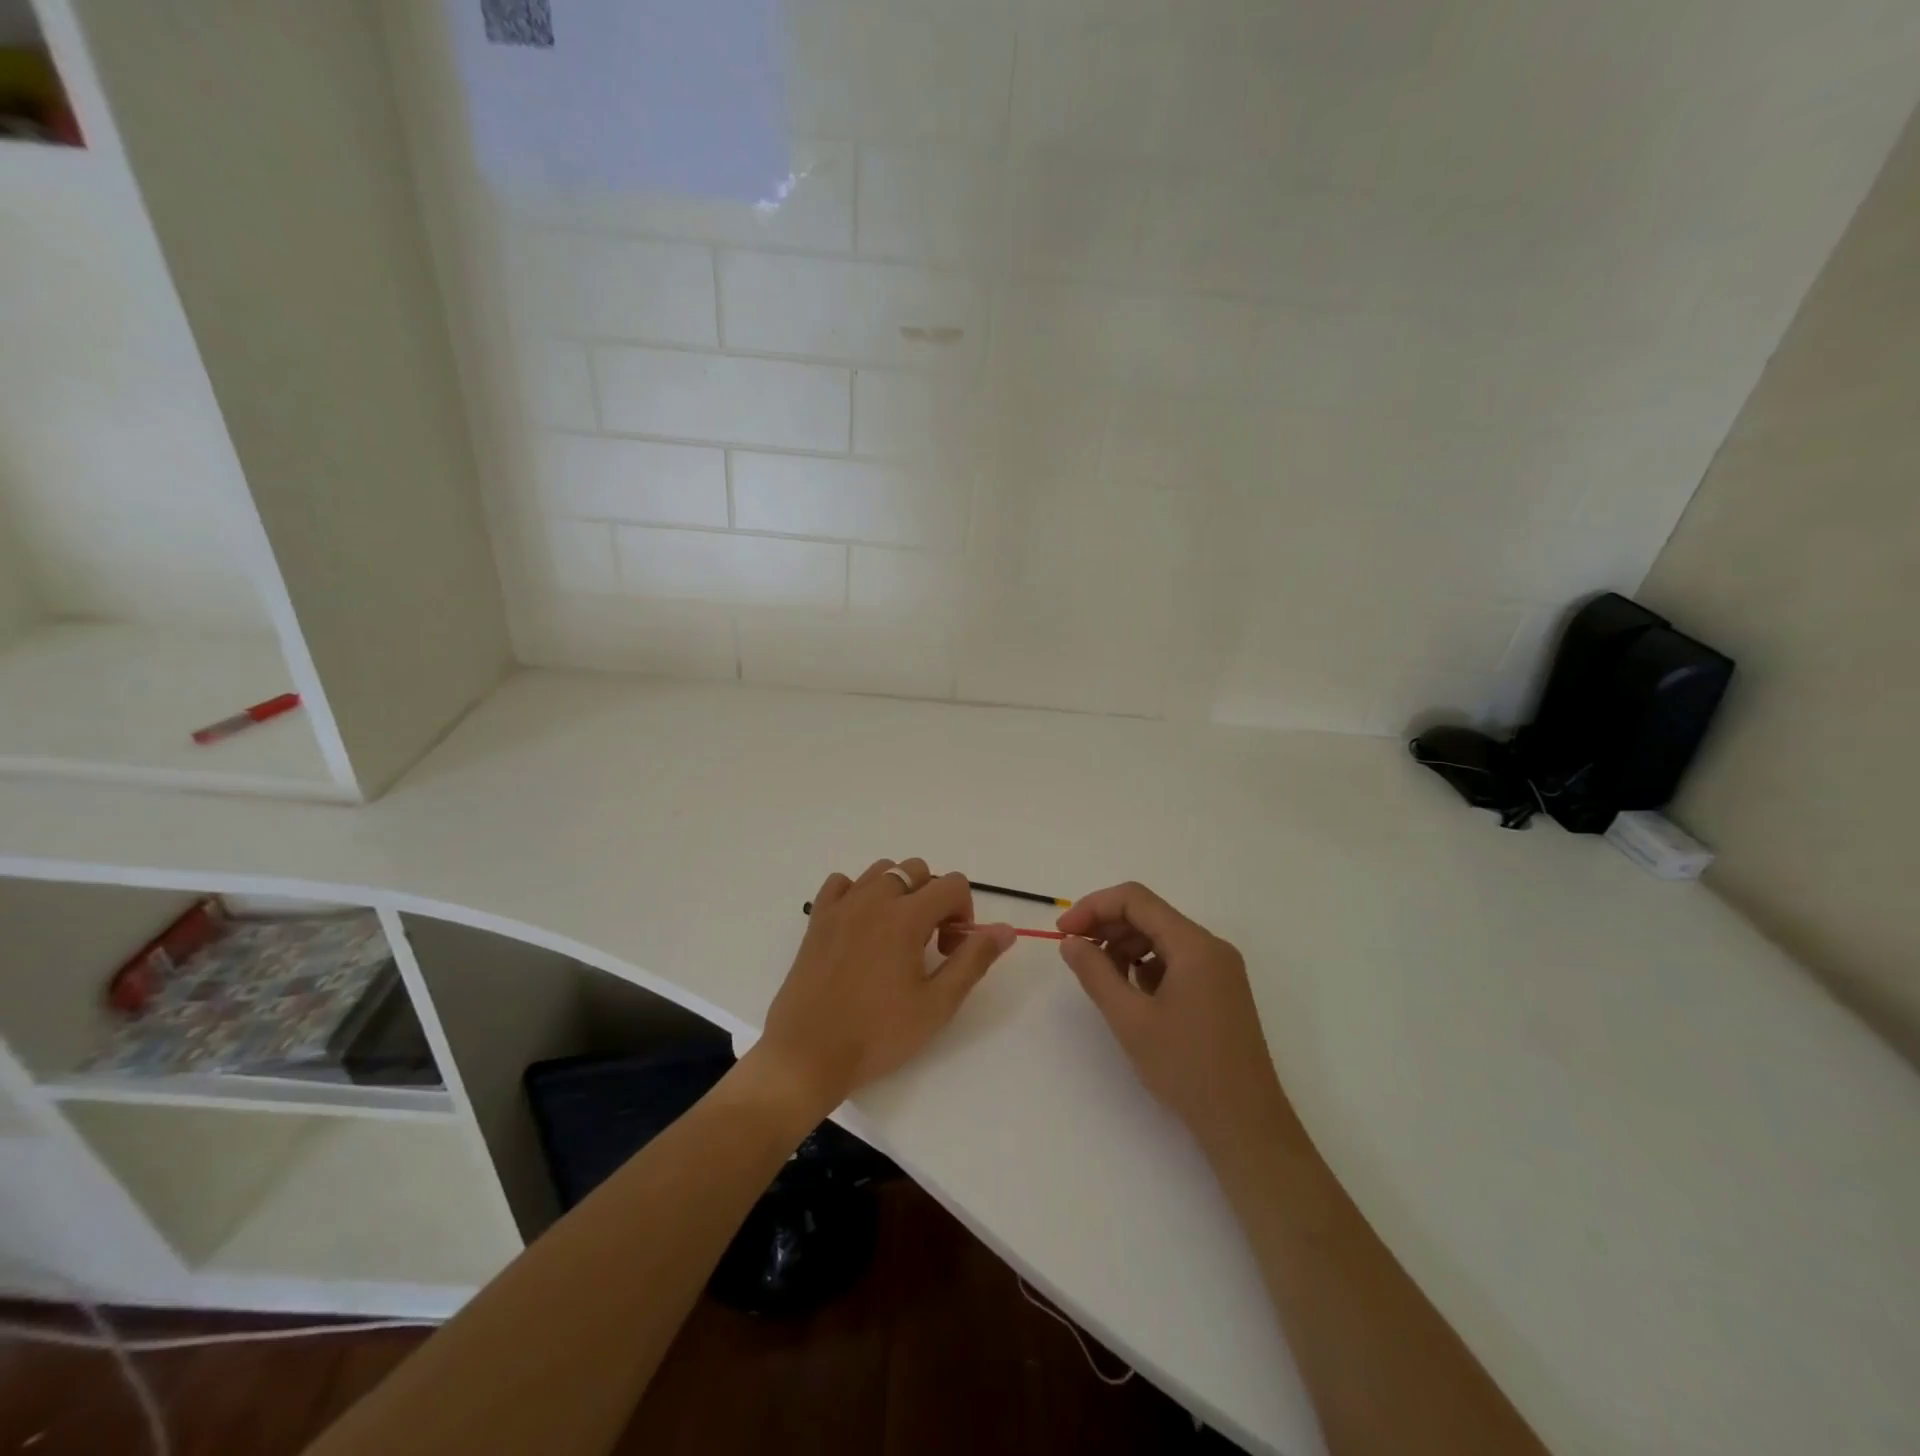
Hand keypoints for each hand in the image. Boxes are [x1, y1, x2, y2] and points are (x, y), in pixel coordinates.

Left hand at [753, 859, 1014, 1118]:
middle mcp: (874, 899)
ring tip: (898, 934)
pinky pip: (842, 884)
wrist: (808, 1054)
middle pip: (918, 870)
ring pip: (882, 871)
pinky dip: (858, 893)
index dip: (964, 912)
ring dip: (900, 891)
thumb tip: (1006, 929)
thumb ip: (974, 959)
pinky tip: (862, 927)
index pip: (952, 884)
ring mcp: (842, 906)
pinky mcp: (817, 919)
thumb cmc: (877, 1034)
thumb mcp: (937, 1004)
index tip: (952, 949)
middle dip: (934, 899)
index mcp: (906, 916)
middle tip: (929, 944)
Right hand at [1059, 882, 1294, 1157]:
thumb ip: (1095, 973)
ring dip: (1125, 947)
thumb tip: (1071, 942)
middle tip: (1075, 952)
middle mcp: (1210, 947)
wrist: (1245, 1124)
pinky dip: (1146, 967)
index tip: (1064, 932)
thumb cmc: (1186, 1068)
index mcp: (1194, 944)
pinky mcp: (1219, 990)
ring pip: (1161, 937)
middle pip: (1149, 915)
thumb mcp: (1130, 1019)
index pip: (1136, 900)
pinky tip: (1132, 995)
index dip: (1094, 907)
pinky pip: (1175, 961)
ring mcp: (1219, 969)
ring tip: (1101, 978)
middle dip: (1107, 926)